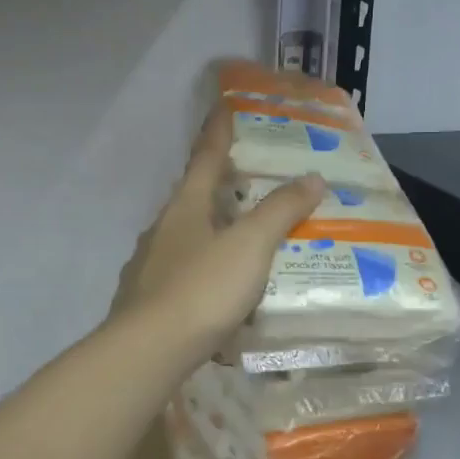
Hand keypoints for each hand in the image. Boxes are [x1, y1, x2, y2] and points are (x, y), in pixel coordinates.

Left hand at [115, 108, 322, 354]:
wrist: (149, 351)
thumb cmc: (202, 288)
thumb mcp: (250, 245)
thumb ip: (280, 211)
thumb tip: (312, 177)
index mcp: (185, 207)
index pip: (206, 158)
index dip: (218, 132)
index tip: (224, 107)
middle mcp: (163, 229)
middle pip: (193, 197)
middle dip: (219, 186)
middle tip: (249, 182)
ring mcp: (150, 266)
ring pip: (187, 238)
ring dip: (213, 232)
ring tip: (243, 241)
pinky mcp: (147, 301)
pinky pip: (184, 275)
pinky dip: (205, 273)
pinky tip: (221, 293)